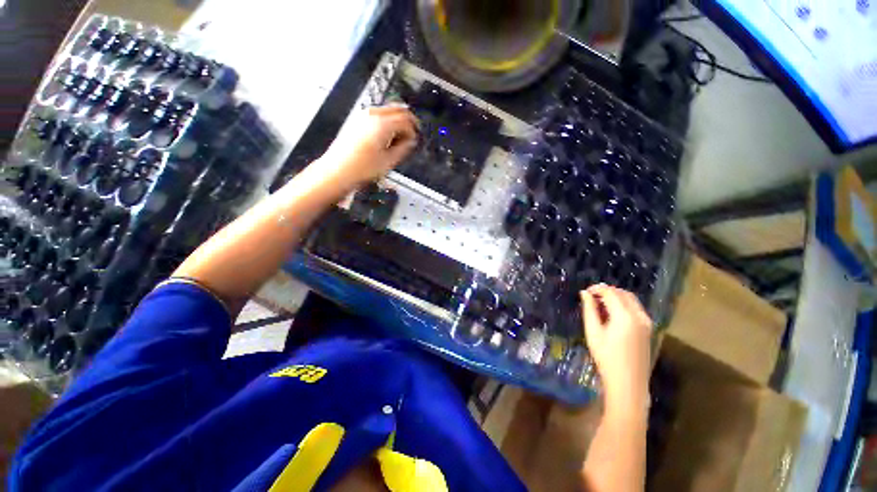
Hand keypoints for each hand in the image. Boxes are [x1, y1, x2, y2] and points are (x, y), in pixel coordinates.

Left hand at [316, 104, 418, 190]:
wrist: (337, 170)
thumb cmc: (362, 168)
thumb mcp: (389, 161)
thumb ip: (403, 148)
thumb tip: (410, 141)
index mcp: (383, 124)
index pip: (406, 120)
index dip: (414, 130)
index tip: (416, 141)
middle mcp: (373, 115)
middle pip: (398, 109)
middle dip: (408, 121)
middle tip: (413, 134)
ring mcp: (363, 115)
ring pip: (388, 110)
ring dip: (397, 121)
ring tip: (400, 138)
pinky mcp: (357, 120)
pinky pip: (378, 115)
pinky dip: (387, 122)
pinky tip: (387, 136)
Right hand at [580, 284, 652, 414]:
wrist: (628, 383)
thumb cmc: (606, 358)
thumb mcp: (593, 332)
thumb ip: (589, 310)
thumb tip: (584, 293)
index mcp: (625, 316)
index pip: (611, 293)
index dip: (597, 289)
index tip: (585, 292)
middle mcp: (639, 315)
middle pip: (623, 293)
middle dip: (607, 291)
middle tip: (591, 296)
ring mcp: (646, 322)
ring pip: (631, 299)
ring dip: (616, 296)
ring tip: (599, 303)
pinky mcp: (648, 328)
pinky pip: (636, 308)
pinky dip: (623, 304)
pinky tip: (612, 313)